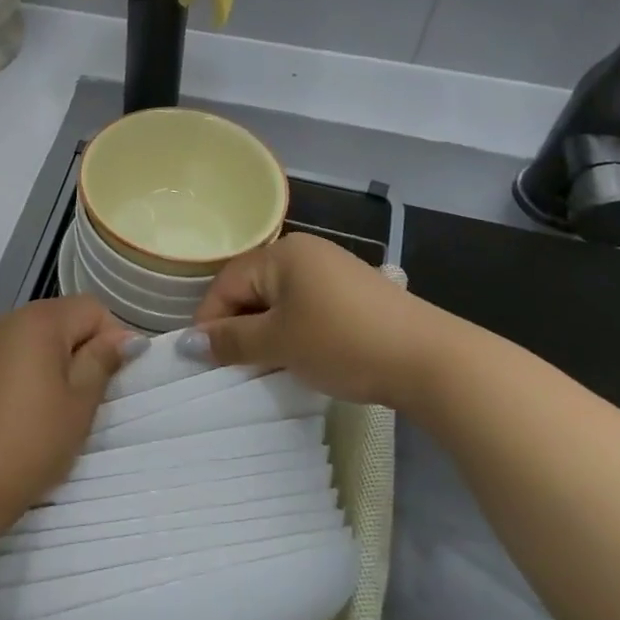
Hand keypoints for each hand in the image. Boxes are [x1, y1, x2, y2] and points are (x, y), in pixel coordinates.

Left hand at [0, 297, 143, 535]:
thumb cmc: (29, 442)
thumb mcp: (78, 404)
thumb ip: (102, 362)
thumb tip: (127, 336)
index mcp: (39, 321)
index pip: (92, 308)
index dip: (112, 339)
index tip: (114, 382)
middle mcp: (9, 320)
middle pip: (63, 319)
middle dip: (83, 351)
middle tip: (88, 401)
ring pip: (37, 340)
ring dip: (56, 364)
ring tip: (57, 411)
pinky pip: (12, 357)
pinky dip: (28, 374)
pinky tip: (25, 414)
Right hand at [190, 232, 448, 409]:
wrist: (431, 360)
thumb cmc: (342, 342)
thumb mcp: (278, 343)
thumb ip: (230, 340)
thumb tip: (188, 343)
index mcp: (282, 253)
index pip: (227, 282)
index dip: (210, 320)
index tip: (203, 358)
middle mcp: (306, 253)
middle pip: (253, 288)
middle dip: (239, 327)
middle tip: (234, 366)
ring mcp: (335, 271)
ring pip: (280, 301)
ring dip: (267, 333)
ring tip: (267, 366)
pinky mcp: (356, 294)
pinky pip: (308, 308)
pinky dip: (295, 332)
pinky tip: (301, 358)